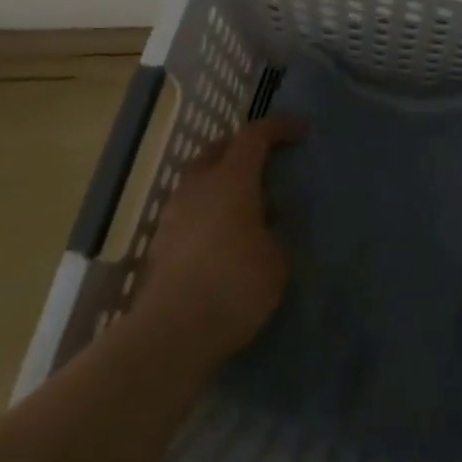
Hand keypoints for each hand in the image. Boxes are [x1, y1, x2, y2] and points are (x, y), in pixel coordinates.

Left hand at [131, 115, 303, 369]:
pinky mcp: (160, 243)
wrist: (170, 333)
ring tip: (245, 205)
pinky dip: (208, 210)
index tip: (301, 131)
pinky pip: (189, 210)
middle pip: (219, 149)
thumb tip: (266, 225)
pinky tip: (223, 237)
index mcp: (231, 179)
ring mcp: (174, 213)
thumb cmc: (233, 286)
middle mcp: (199, 186)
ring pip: (199, 180)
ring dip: (222, 181)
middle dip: (242, 148)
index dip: (279, 128)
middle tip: (265, 161)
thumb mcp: (275, 261)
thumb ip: (274, 233)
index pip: (254, 135)